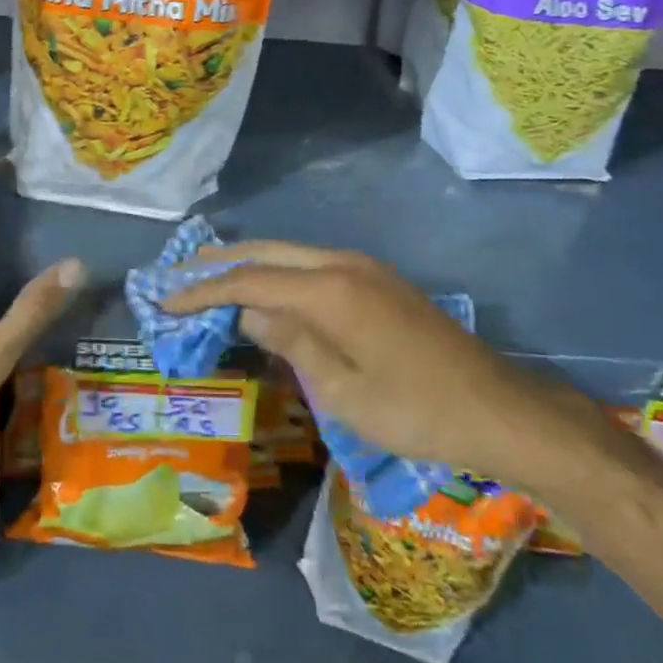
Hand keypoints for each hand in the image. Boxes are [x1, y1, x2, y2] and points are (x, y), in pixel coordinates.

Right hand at [164, 241, 609, 492]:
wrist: (496, 407)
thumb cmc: (415, 412)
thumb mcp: (344, 392)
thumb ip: (292, 342)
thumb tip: (249, 309)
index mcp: (330, 290)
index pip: (250, 279)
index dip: (204, 289)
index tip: (166, 299)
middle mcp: (343, 263)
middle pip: (268, 251)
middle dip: (221, 261)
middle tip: (179, 272)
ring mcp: (364, 267)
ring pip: (292, 253)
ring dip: (251, 262)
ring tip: (212, 276)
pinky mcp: (378, 280)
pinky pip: (313, 264)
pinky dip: (280, 271)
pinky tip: (268, 288)